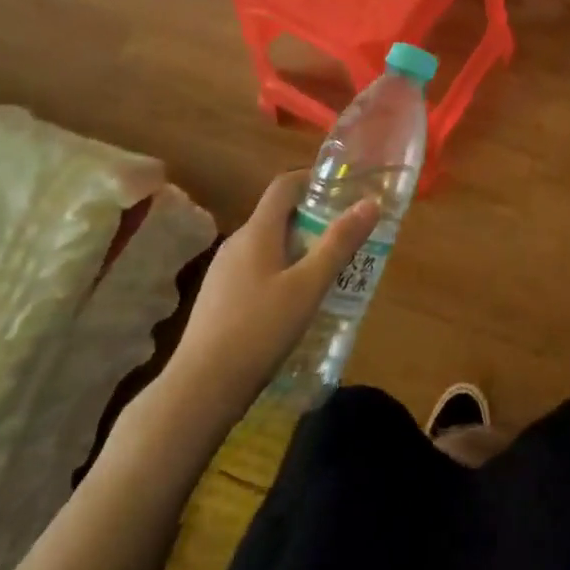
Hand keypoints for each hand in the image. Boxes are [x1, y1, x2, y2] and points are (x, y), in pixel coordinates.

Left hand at [169, 170, 377, 417]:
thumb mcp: (308, 286)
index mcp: (256, 232)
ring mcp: (223, 273)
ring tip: (330, 268)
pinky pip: (257, 270)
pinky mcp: (219, 301)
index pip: (284, 186)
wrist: (199, 391)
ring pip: (268, 245)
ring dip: (299, 247)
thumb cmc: (259, 330)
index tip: (343, 187)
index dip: (313, 178)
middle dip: (313, 217)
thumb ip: (339, 244)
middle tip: (347, 233)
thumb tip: (370, 203)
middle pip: (278, 216)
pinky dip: (282, 271)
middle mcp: (236, 244)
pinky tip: (297, 302)